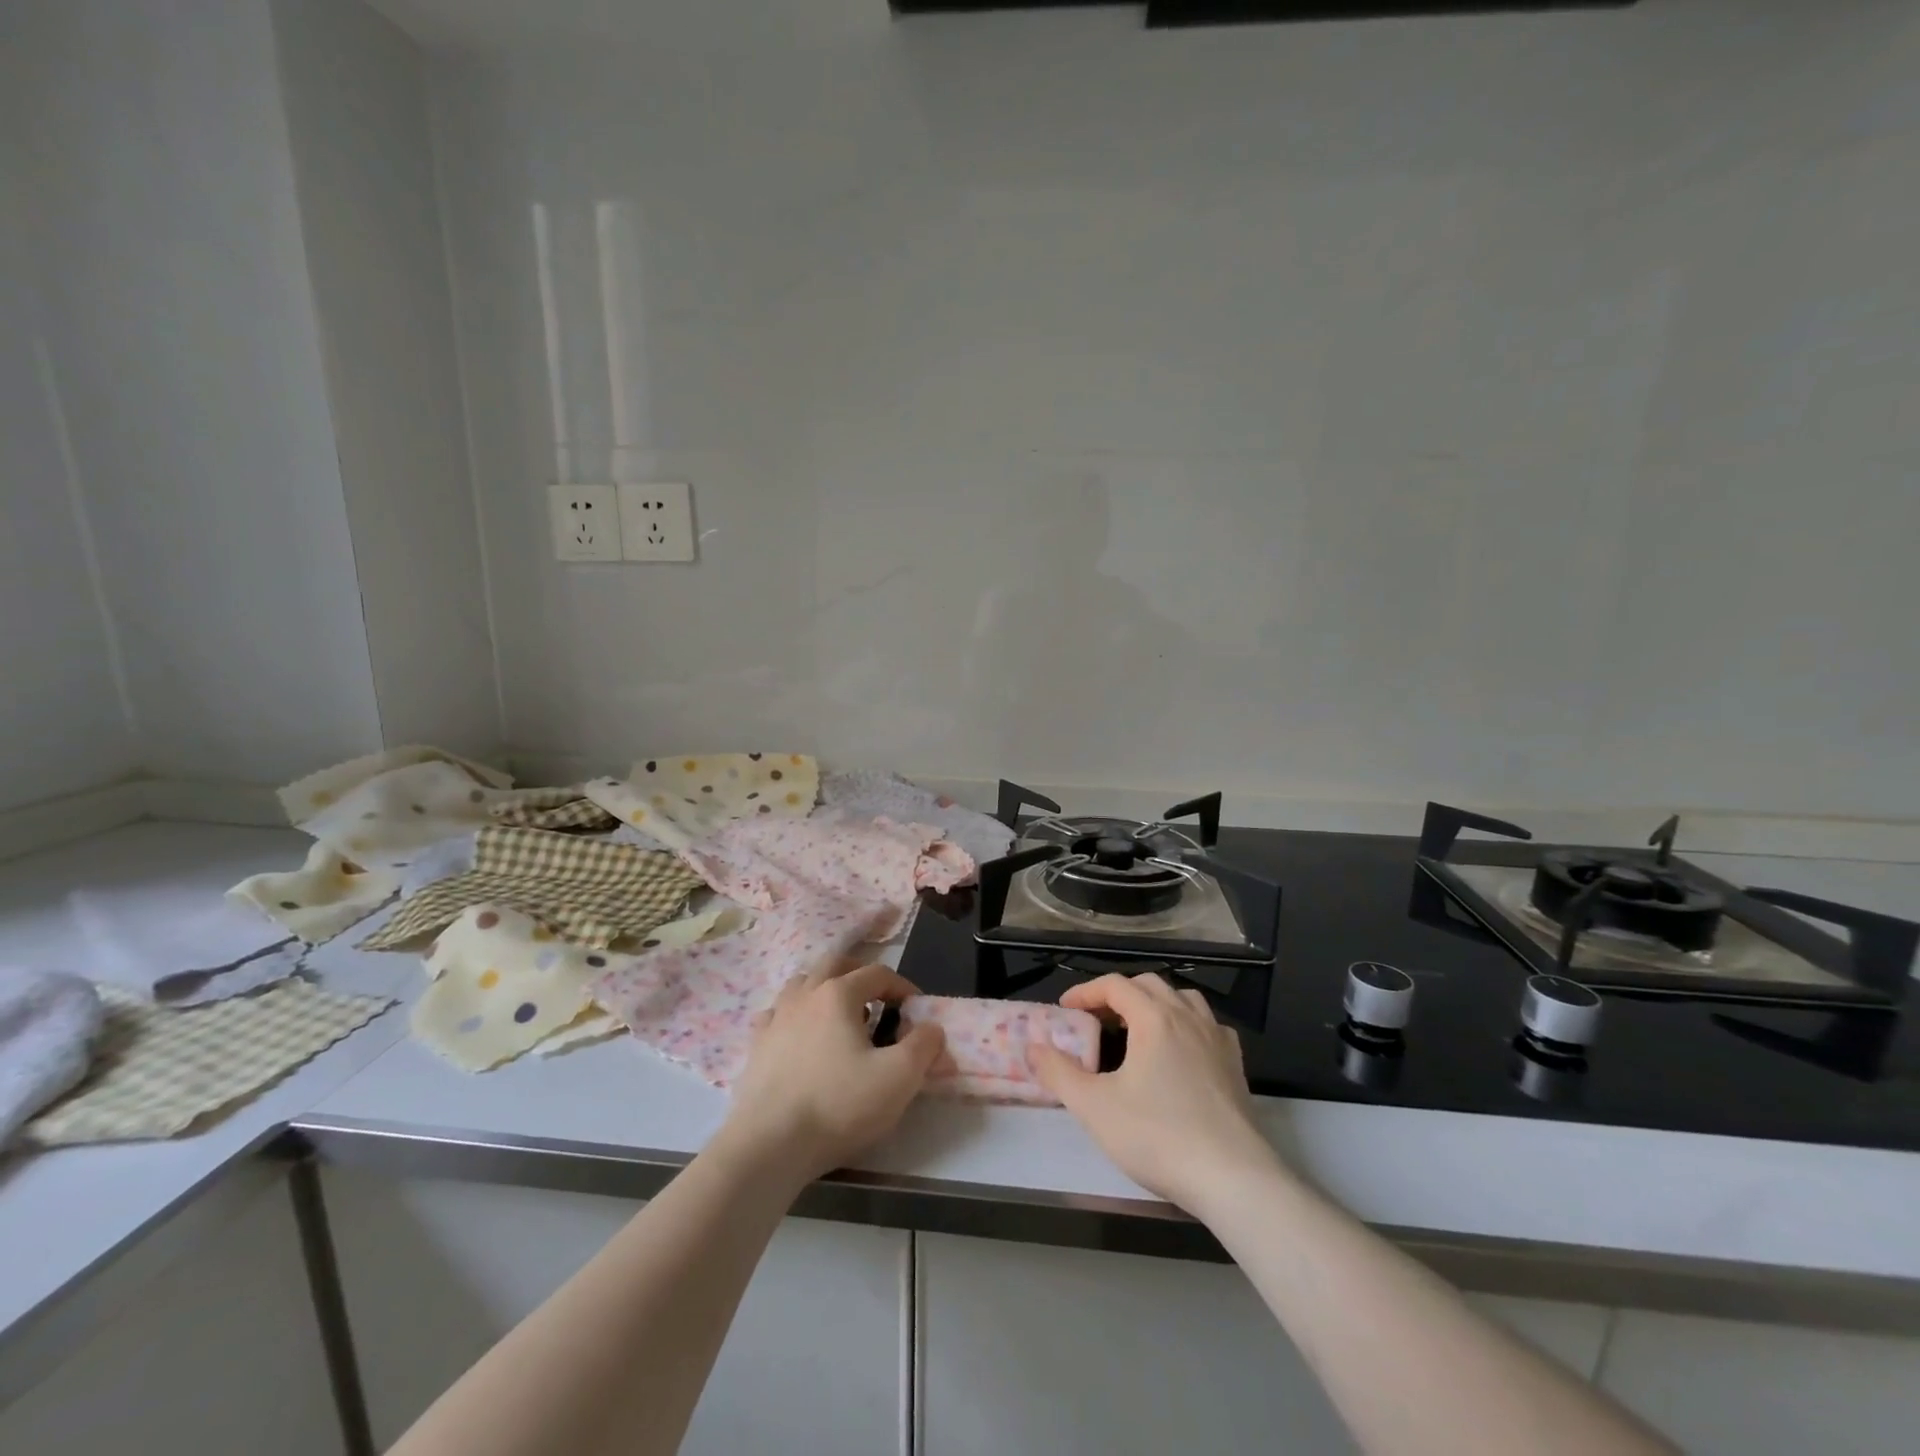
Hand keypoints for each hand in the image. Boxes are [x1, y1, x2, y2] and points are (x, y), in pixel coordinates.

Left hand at [721, 961, 945, 1183]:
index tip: (915, 1010)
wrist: (770, 1145)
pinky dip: (794, 1016)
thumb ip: (924, 1046)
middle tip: (877, 998)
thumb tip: (931, 1028)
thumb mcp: (899, 1078)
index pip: (878, 973)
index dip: (902, 986)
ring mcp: (776, 1018)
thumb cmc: (839, 1105)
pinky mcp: (756, 1046)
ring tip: (840, 1016)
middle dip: (859, 973)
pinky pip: (776, 1014)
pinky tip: (800, 1036)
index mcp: (839, 994)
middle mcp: (805, 995)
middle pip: (834, 963)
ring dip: (824, 989)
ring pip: (801, 984)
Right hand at [1026, 973, 1278, 1210]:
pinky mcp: (1235, 1065)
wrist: (1233, 1178)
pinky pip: (1208, 1026)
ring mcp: (1216, 1039)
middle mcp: (1187, 1017)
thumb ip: (1059, 1073)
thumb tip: (1033, 1048)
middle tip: (1097, 1019)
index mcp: (1154, 1018)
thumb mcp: (1095, 1107)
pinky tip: (1180, 1051)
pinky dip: (1187, 1025)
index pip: (1115, 985)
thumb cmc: (1158, 1136)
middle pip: (1149, 985)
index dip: (1086, 991)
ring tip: (1137, 1029)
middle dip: (1119, 994)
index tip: (1066, 1009)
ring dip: (1155, 1004)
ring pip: (1183, 999)